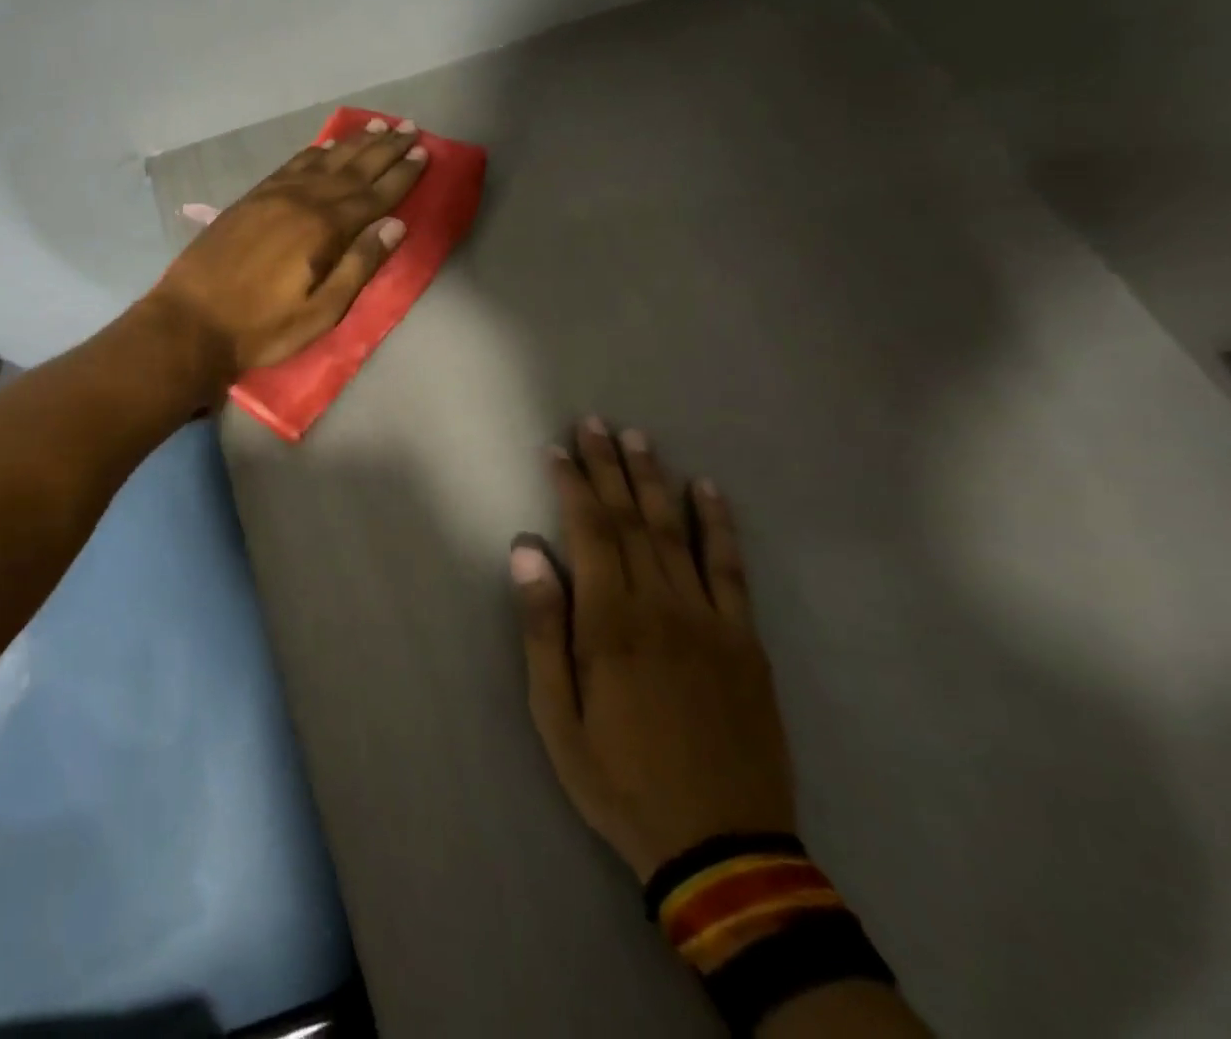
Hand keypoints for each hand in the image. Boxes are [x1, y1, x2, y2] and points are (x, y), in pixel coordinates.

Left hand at [144, 116, 427, 384]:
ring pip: (322, 160)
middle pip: (352, 169)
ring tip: (377, 126)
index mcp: (324, 229)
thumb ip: (358, 266)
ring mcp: (272, 196)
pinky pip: (290, 165)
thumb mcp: (321, 312)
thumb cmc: (261, 328)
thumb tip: (394, 225)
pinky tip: (325, 147)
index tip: (425, 152)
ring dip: (353, 144)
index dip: (402, 174)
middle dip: (384, 149)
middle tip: (410, 128)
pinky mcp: (250, 199)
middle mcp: (301, 201)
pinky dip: (314, 153)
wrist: (191, 321)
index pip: (374, 194)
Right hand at [511, 418, 796, 882]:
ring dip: (654, 479)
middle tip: (595, 422)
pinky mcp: (745, 640)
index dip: (571, 485)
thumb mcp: (555, 714)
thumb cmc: (618, 777)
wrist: (721, 847)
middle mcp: (661, 605)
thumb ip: (542, 627)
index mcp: (610, 622)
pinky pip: (730, 569)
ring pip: (676, 531)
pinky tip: (707, 490)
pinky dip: (718, 525)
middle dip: (609, 466)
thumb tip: (526, 551)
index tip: (557, 449)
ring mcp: (710, 620)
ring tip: (639, 438)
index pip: (588, 532)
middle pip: (630, 519)